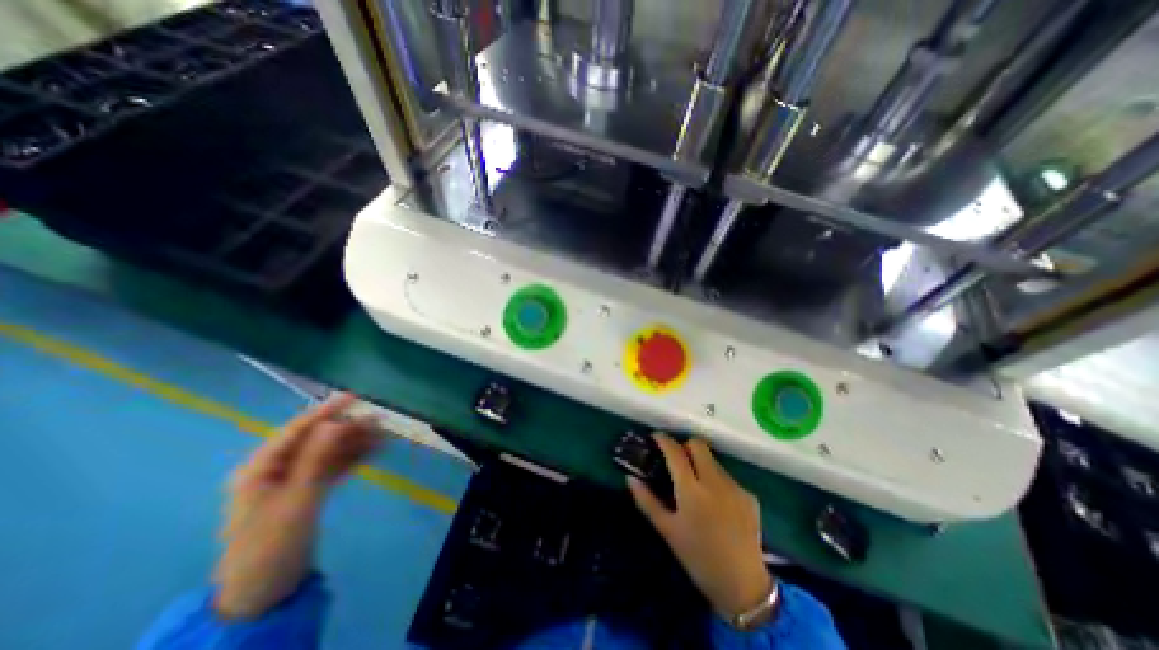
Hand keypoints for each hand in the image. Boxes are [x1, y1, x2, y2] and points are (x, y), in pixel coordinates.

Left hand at [215, 390, 378, 619]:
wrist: (266, 590)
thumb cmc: (273, 542)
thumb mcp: (298, 498)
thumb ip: (316, 458)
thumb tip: (336, 422)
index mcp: (261, 468)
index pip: (297, 430)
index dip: (326, 411)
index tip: (354, 396)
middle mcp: (276, 468)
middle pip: (317, 439)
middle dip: (348, 428)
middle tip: (380, 418)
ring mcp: (293, 480)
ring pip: (328, 452)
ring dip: (355, 442)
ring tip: (384, 433)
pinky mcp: (308, 490)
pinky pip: (333, 467)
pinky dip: (353, 458)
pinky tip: (375, 451)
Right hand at [626, 434, 767, 616]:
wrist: (743, 585)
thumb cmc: (697, 557)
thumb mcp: (667, 530)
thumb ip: (646, 500)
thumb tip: (630, 478)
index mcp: (691, 490)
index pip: (675, 452)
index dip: (663, 439)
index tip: (655, 436)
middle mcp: (714, 482)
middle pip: (698, 445)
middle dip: (685, 445)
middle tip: (677, 459)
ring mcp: (735, 487)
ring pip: (713, 460)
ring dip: (701, 464)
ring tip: (696, 486)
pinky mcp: (749, 495)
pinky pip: (727, 477)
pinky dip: (716, 481)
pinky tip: (716, 504)